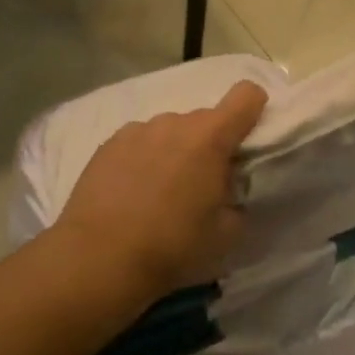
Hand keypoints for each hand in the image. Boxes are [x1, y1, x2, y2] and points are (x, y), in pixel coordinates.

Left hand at [55, 80, 268, 298]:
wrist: (99, 259)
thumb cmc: (173, 246)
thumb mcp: (227, 233)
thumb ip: (237, 199)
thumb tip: (227, 189)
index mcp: (210, 137)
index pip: (247, 95)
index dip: (254, 110)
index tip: (248, 139)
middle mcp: (174, 122)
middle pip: (205, 121)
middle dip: (210, 146)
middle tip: (201, 187)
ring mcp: (137, 130)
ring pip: (170, 132)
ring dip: (175, 151)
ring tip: (160, 194)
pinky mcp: (108, 144)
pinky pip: (139, 142)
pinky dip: (144, 159)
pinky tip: (131, 194)